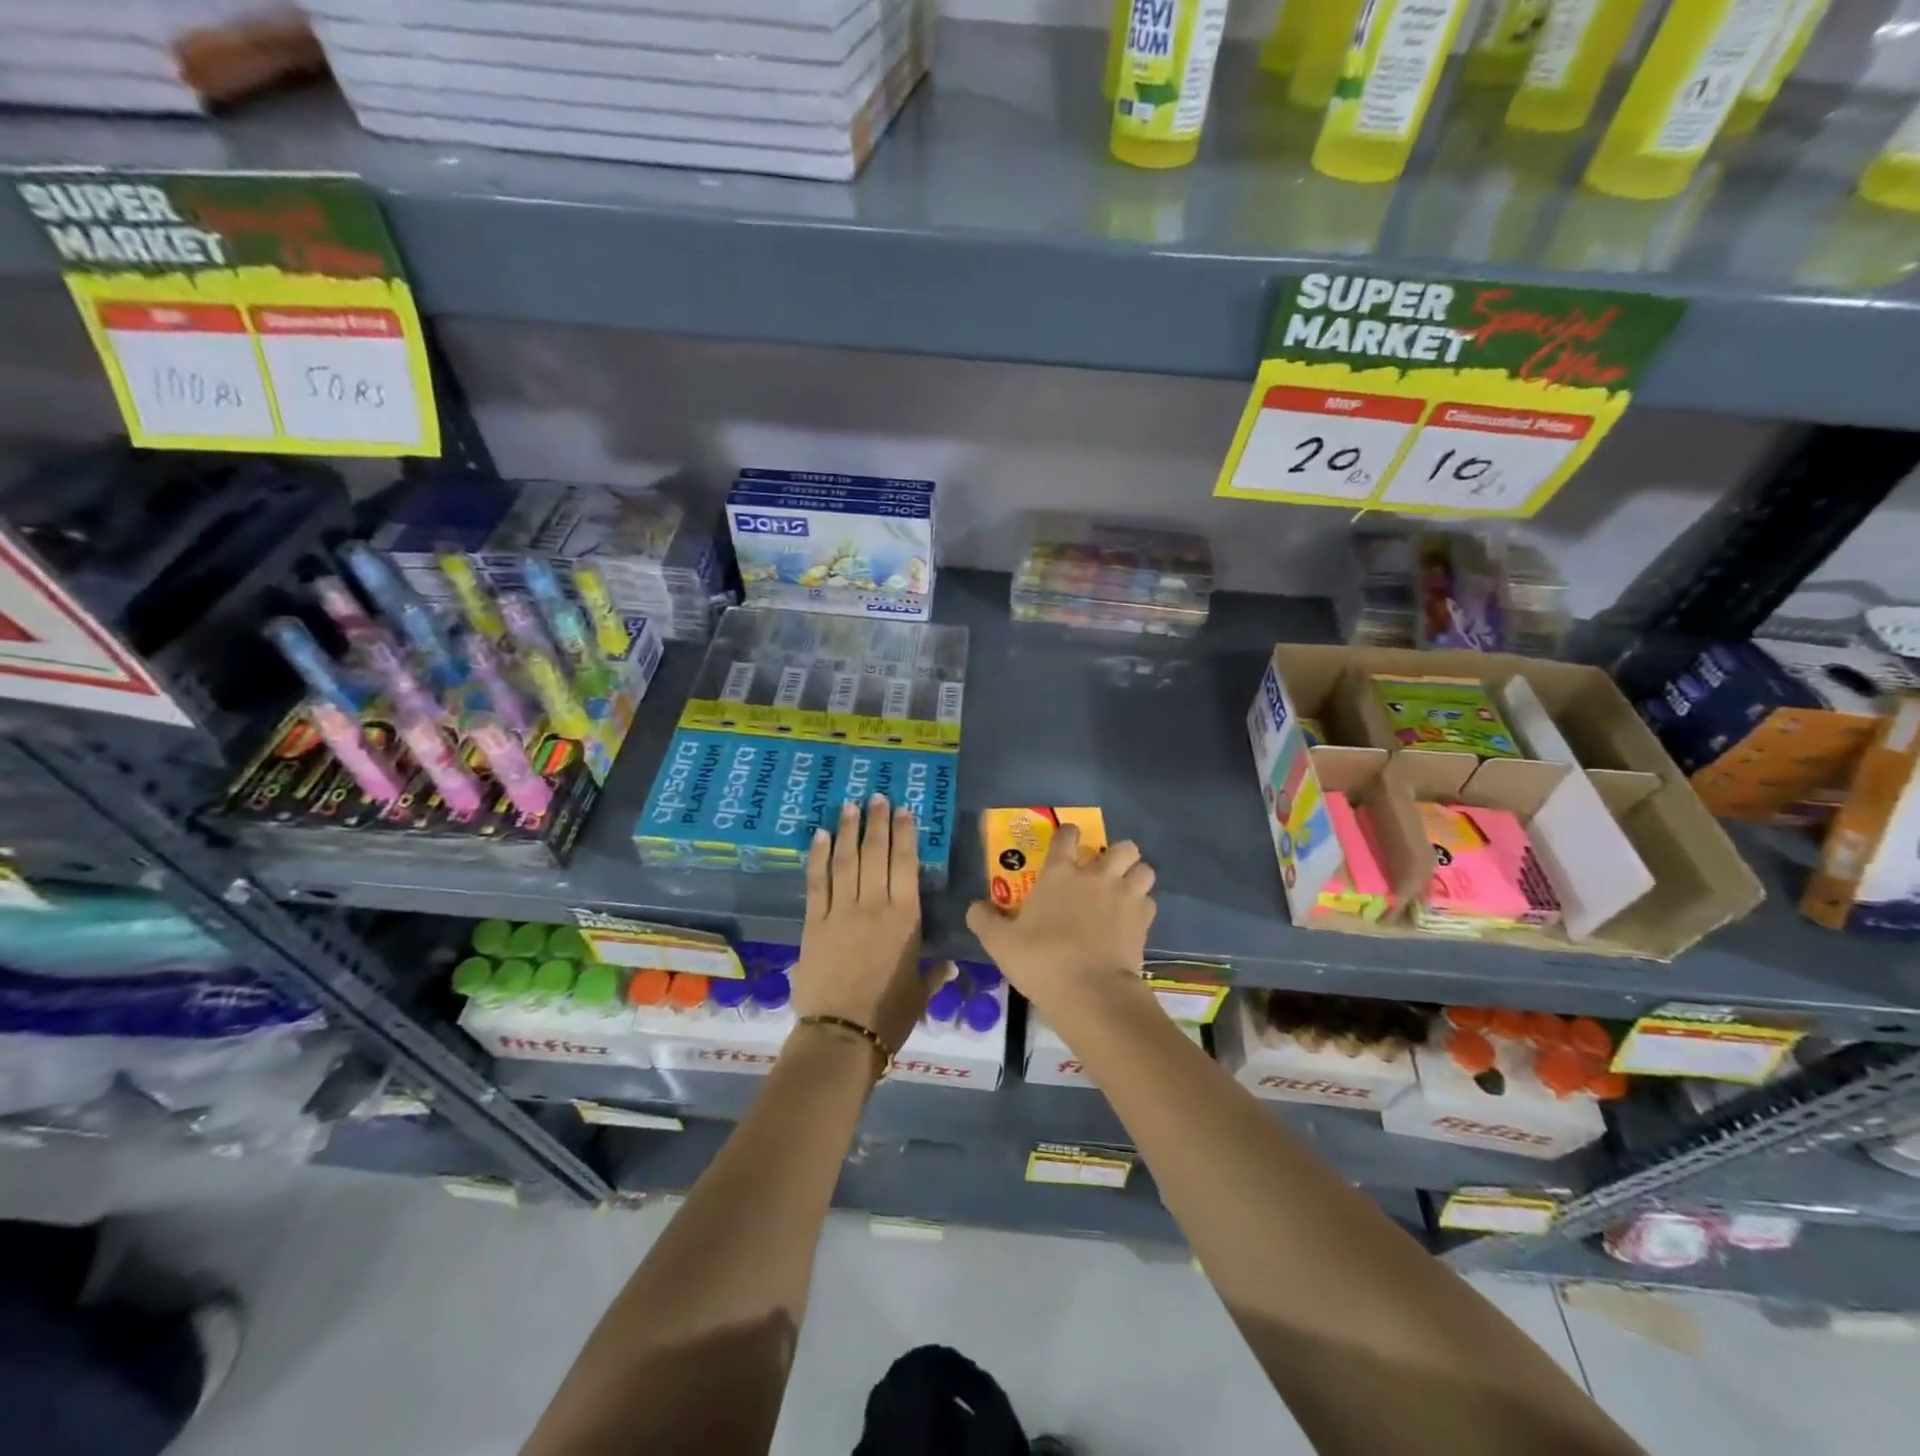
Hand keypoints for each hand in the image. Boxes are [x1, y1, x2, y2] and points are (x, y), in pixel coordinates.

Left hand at [790, 795, 942, 1053]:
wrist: (842, 1034)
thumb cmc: (889, 1015)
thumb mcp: (920, 993)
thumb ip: (934, 974)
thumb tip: (949, 965)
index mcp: (905, 918)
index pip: (906, 865)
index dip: (905, 835)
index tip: (903, 811)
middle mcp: (874, 905)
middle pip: (875, 853)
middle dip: (877, 822)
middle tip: (877, 797)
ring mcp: (840, 911)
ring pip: (846, 860)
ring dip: (849, 830)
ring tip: (850, 805)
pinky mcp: (813, 922)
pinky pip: (816, 882)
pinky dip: (818, 856)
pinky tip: (820, 835)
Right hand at [966, 824, 1156, 1017]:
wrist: (1090, 991)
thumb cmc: (1041, 960)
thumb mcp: (1000, 943)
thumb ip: (984, 920)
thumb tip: (974, 906)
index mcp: (1060, 874)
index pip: (1067, 837)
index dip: (1068, 834)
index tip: (1067, 840)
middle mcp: (1097, 877)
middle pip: (1122, 847)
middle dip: (1117, 854)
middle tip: (1105, 870)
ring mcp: (1124, 896)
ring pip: (1144, 870)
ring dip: (1136, 876)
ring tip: (1126, 890)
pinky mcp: (1143, 921)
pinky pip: (1149, 902)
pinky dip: (1142, 907)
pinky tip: (1132, 920)